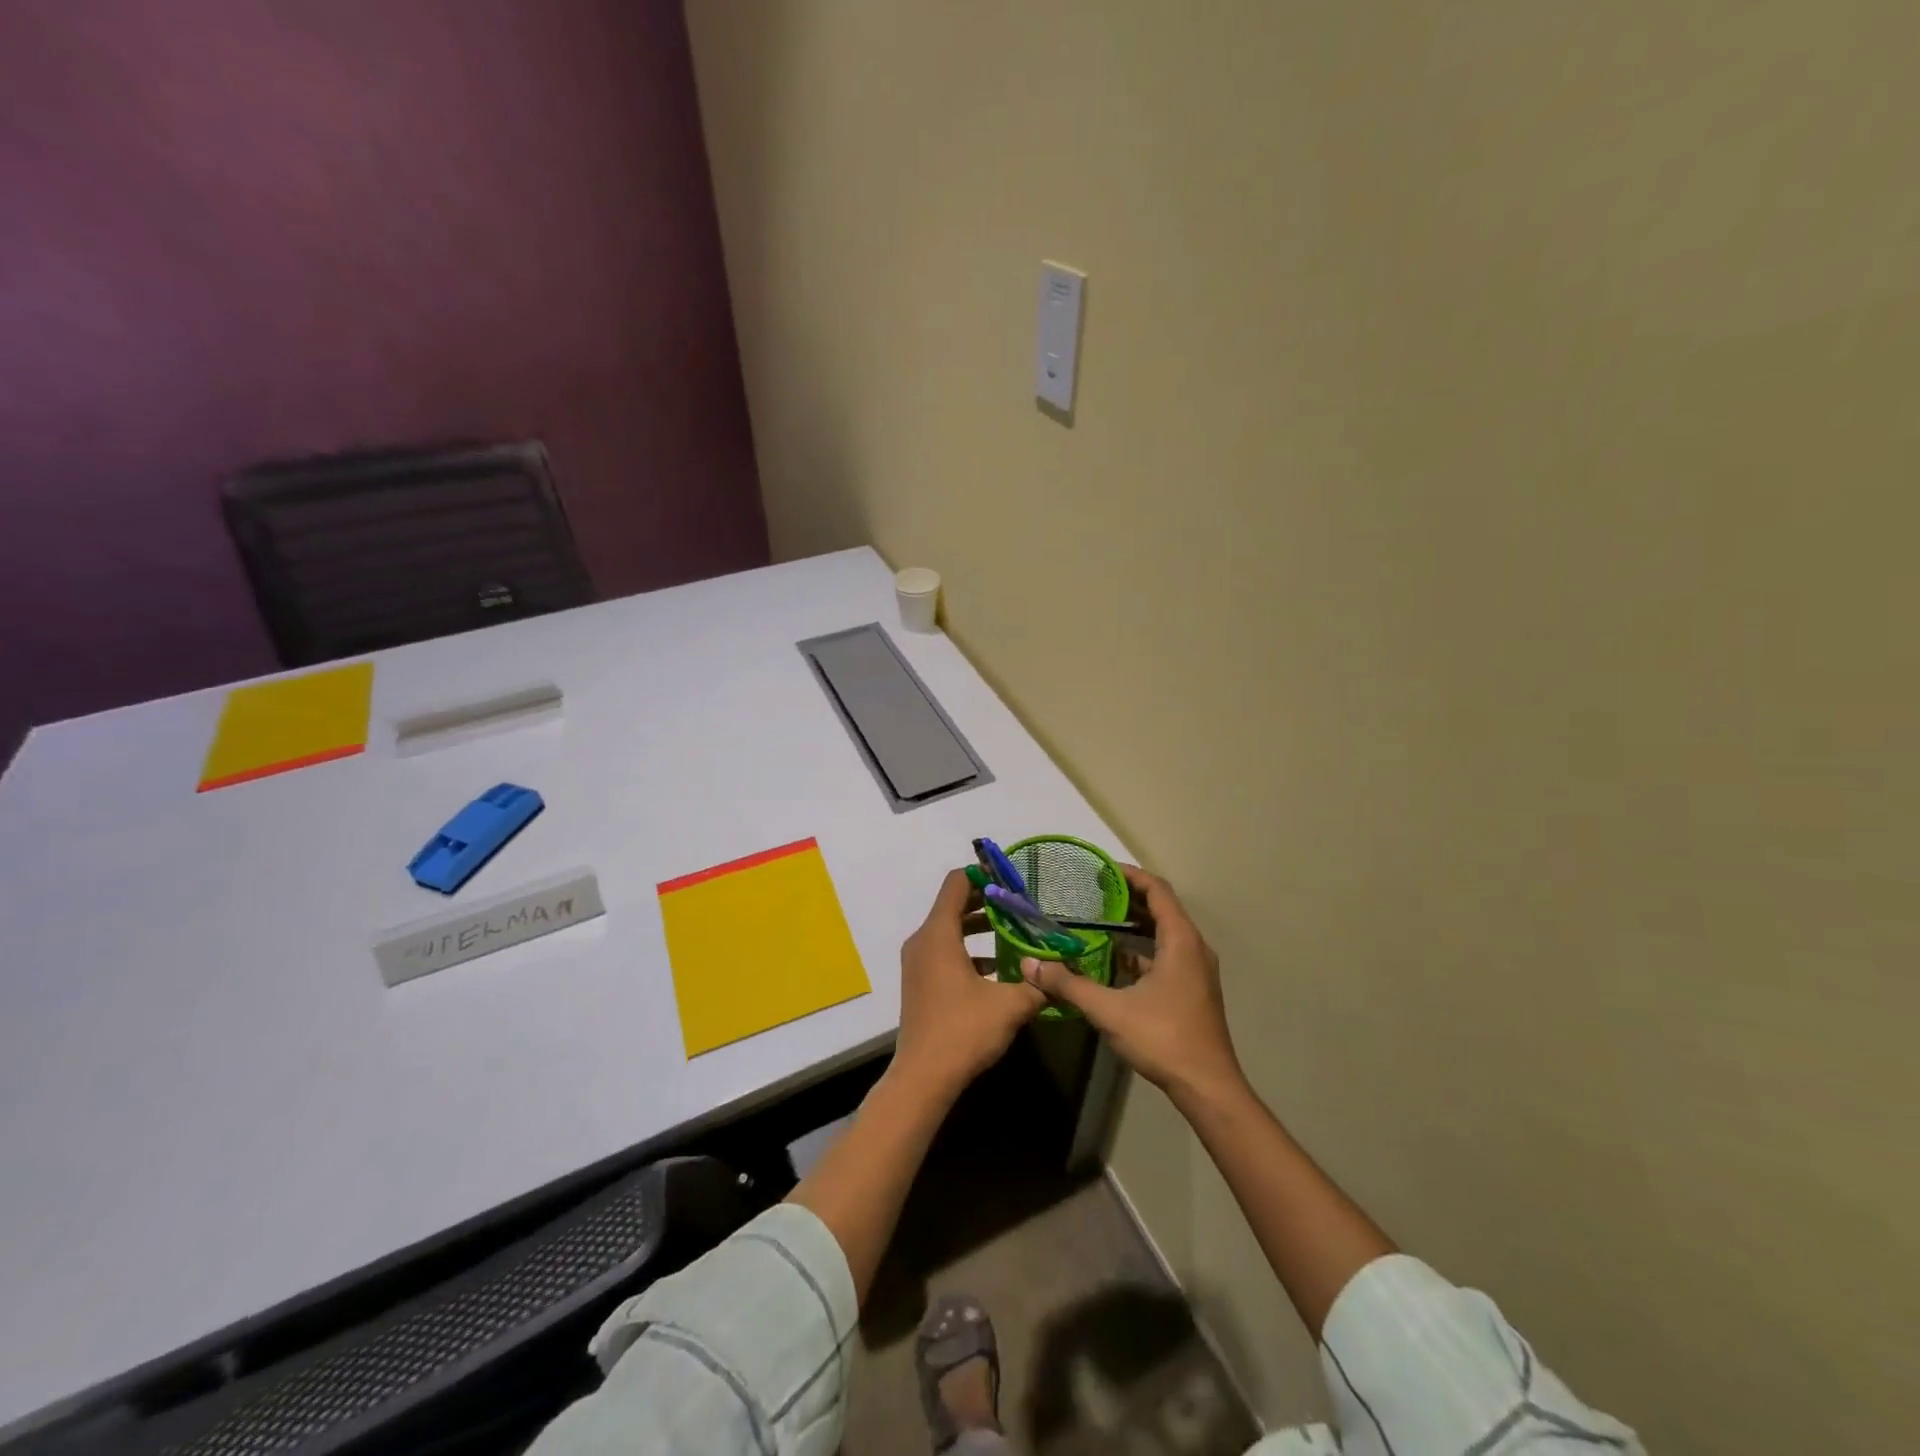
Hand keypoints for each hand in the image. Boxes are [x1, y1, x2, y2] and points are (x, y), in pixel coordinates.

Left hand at [893, 868, 1045, 1099]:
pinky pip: (943, 951)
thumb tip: (1060, 972)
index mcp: (939, 934)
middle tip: (1020, 904)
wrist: (924, 1077)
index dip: (983, 875)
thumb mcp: (1010, 1005)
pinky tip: (997, 967)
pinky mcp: (919, 981)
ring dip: (978, 926)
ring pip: (949, 929)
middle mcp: (922, 940)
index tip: (1011, 878)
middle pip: (952, 904)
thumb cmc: (964, 1031)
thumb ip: (1038, 984)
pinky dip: (968, 949)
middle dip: (986, 901)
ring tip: (1014, 931)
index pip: (957, 883)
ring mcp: (917, 962)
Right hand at [1021, 865, 1244, 1105]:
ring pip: (1163, 934)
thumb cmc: (1163, 1038)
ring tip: (1096, 921)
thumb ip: (1069, 984)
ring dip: (1133, 925)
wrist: (1207, 1087)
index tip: (1100, 870)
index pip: (1157, 890)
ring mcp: (1195, 969)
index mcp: (1180, 940)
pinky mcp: (1192, 989)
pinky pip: (1165, 955)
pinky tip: (1112, 961)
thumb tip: (1029, 965)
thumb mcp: (1109, 1010)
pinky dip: (1140, 950)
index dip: (1129, 875)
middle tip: (1090, 893)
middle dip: (1126, 898)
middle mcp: (1193, 947)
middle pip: (1161, 908)